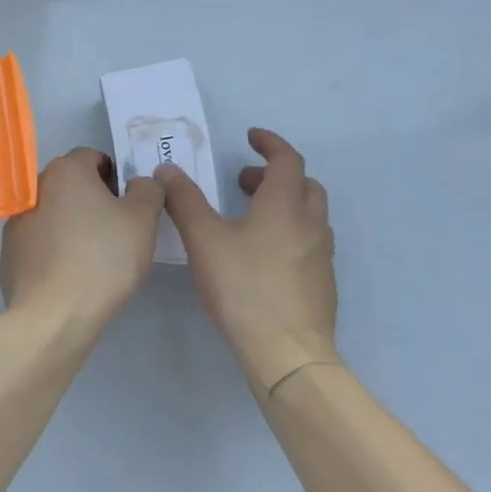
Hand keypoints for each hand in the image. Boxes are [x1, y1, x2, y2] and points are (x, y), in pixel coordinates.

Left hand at [0, 148, 163, 332]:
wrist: (54, 315)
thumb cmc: (103, 259)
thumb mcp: (142, 220)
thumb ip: (147, 190)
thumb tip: (138, 183)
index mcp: (65, 171)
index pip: (93, 157)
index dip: (114, 177)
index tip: (128, 205)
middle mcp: (34, 187)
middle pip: (70, 184)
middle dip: (91, 200)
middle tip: (114, 231)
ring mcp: (16, 221)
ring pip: (52, 213)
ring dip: (69, 224)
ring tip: (90, 258)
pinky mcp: (8, 253)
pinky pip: (37, 242)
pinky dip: (51, 250)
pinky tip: (67, 276)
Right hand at [155, 128, 337, 391]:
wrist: (288, 353)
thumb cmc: (244, 288)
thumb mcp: (204, 239)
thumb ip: (185, 201)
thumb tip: (167, 170)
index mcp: (285, 205)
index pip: (287, 159)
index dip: (270, 143)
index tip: (250, 137)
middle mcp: (310, 224)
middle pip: (304, 184)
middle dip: (274, 175)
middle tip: (243, 182)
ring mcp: (321, 256)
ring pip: (309, 215)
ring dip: (284, 203)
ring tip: (250, 217)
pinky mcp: (322, 284)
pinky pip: (310, 243)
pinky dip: (289, 232)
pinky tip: (263, 256)